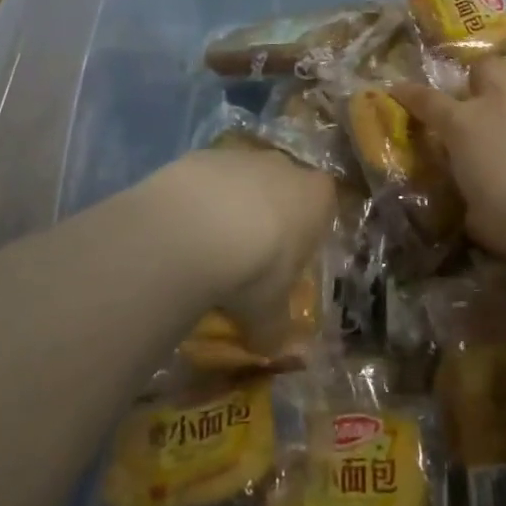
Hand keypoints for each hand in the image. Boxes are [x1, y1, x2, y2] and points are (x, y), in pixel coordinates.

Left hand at [147, 146, 336, 326]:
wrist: (195, 229)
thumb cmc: (255, 270)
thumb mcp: (269, 313)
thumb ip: (276, 329)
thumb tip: (275, 350)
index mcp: (316, 197)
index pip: (323, 206)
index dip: (306, 232)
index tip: (288, 261)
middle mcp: (285, 166)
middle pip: (283, 186)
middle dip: (270, 213)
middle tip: (248, 255)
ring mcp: (242, 156)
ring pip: (243, 179)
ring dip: (231, 204)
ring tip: (208, 244)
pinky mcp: (202, 154)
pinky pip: (206, 178)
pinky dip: (198, 199)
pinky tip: (182, 228)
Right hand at [394, 57, 505, 266]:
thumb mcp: (477, 217)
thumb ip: (471, 198)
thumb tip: (474, 199)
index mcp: (463, 126)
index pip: (426, 101)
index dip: (410, 93)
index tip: (399, 89)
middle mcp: (499, 101)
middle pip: (484, 67)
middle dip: (481, 79)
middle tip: (486, 99)